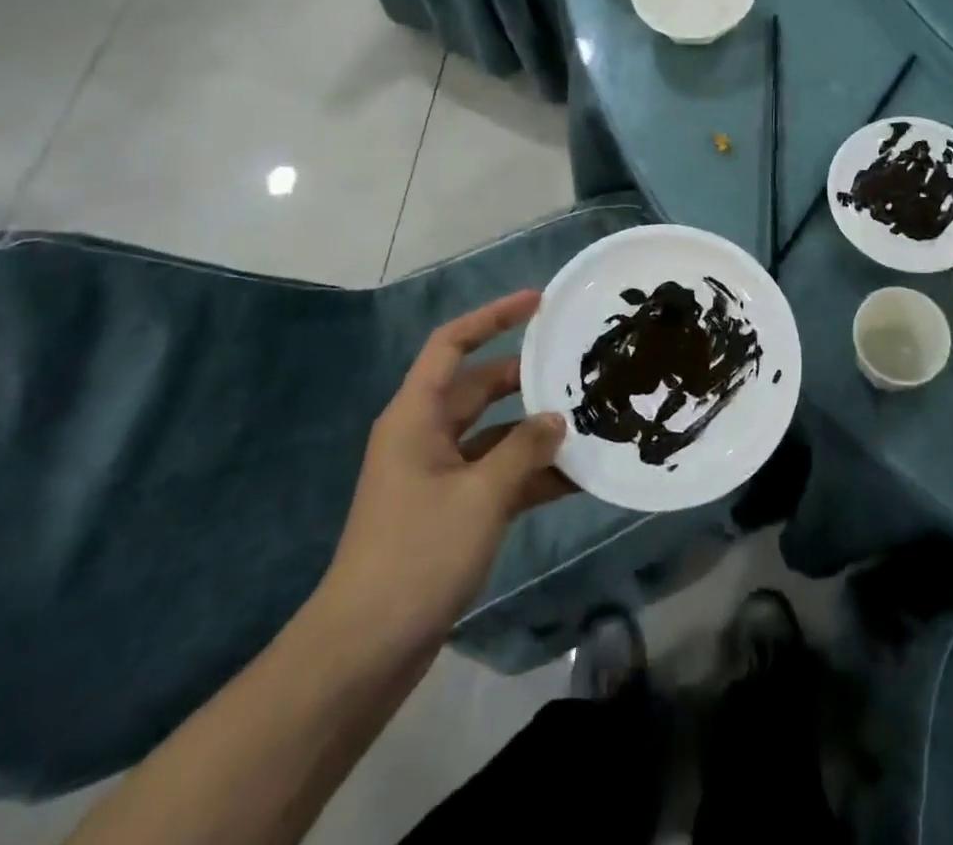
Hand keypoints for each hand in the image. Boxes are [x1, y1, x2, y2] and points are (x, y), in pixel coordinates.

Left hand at [307, 291, 573, 674]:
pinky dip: (530, 474)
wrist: (365, 650)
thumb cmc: (417, 554)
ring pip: (494, 434)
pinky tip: (575, 479)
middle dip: (526, 377)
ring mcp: (437, 475)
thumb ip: (525, 450)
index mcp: (416, 416)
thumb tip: (557, 420)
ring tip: (587, 422)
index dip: (493, 316)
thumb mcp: (481, 495)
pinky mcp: (450, 511)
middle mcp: (425, 436)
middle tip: (576, 368)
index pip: (452, 344)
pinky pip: (496, 475)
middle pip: (480, 387)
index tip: (538, 303)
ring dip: (534, 431)